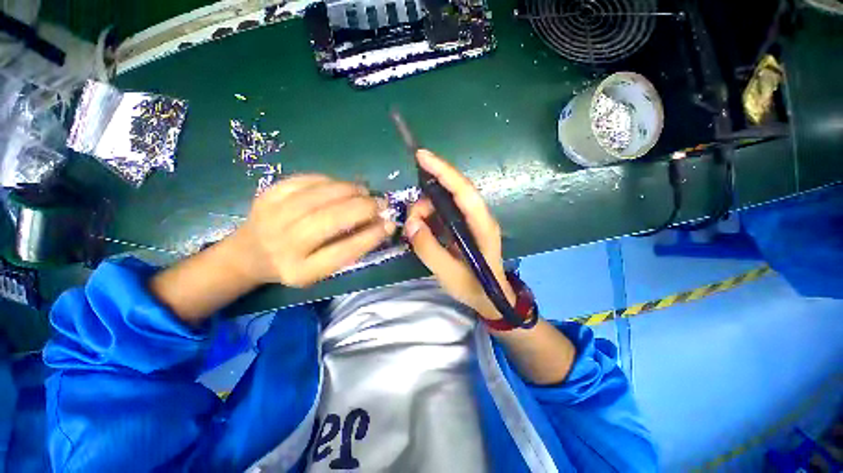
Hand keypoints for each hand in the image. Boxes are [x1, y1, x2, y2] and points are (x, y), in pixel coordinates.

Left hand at [230, 175, 394, 286]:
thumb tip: (383, 223)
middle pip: (330, 219)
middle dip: (363, 208)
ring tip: (364, 192)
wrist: (249, 254)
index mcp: (301, 271)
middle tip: (380, 203)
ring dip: (350, 190)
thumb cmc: (295, 264)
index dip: (371, 236)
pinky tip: (341, 186)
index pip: (343, 252)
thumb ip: (351, 249)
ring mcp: (272, 216)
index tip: (389, 224)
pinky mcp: (267, 194)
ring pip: (320, 195)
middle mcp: (284, 245)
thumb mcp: (322, 269)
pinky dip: (330, 181)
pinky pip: (306, 180)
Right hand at [405, 150, 515, 319]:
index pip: (464, 191)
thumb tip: (411, 224)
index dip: (444, 171)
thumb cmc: (474, 287)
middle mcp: (478, 217)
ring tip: (416, 231)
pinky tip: (421, 230)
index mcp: (482, 225)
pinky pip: (442, 212)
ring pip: (444, 202)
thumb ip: (429, 249)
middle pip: (452, 192)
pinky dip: (428, 217)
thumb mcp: (449, 274)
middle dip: (427, 199)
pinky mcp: (462, 226)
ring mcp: (470, 220)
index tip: (422, 156)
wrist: (490, 298)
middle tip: (412, 220)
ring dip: (425, 210)